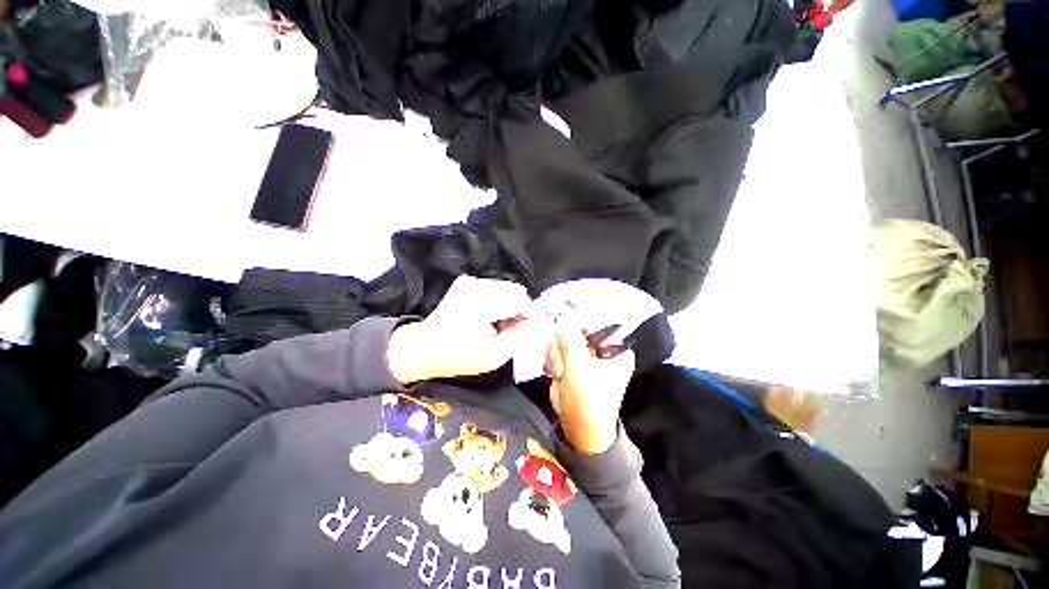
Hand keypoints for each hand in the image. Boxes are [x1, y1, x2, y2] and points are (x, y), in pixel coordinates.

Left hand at [386, 276, 536, 384]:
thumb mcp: (491, 356)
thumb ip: (520, 339)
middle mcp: (476, 283)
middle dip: (518, 314)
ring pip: (508, 292)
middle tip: (508, 335)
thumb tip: (544, 325)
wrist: (422, 349)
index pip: (520, 299)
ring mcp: (471, 281)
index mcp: (479, 298)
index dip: (527, 318)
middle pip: (515, 293)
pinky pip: (498, 293)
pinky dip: (500, 308)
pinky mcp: (469, 284)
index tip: (522, 335)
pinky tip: (491, 322)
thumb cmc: (455, 356)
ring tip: (498, 330)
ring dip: (509, 311)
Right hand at [546, 325, 635, 454]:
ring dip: (556, 355)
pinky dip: (553, 359)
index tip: (562, 324)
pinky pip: (557, 347)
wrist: (578, 431)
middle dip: (564, 345)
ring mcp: (586, 353)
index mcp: (615, 349)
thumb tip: (563, 316)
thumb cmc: (587, 405)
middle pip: (576, 327)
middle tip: (562, 366)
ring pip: (563, 336)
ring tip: (559, 373)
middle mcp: (602, 347)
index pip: (598, 321)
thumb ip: (570, 343)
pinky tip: (555, 373)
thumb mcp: (579, 373)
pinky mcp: (572, 359)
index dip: (579, 320)